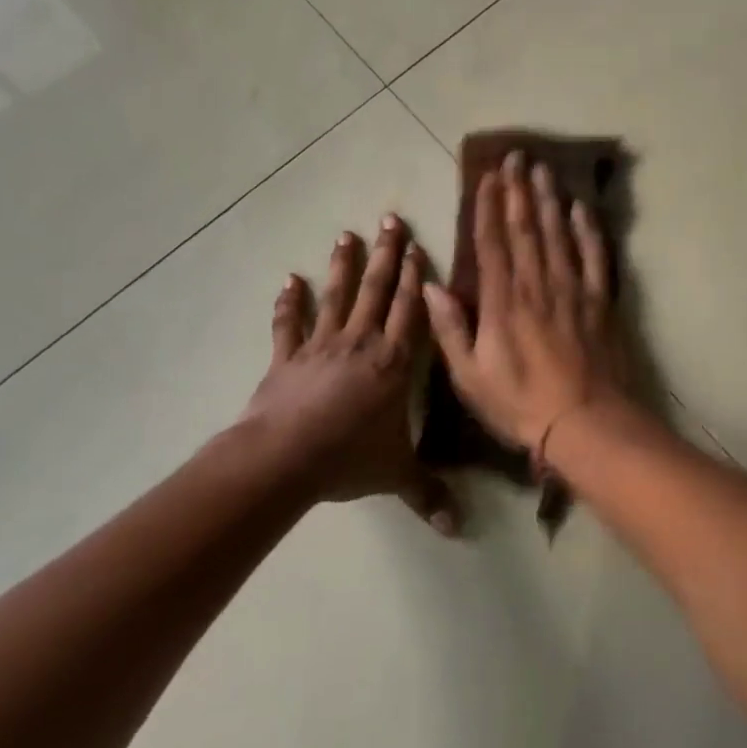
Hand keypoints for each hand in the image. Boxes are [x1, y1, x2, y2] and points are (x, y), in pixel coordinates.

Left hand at [242, 215, 460, 535]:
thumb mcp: (396, 475)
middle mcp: (361, 343)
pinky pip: (288, 326)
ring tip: (346, 235)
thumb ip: (428, 494)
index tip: (419, 247)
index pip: (411, 312)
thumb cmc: (349, 458)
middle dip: (387, 255)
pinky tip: (289, 281)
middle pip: (378, 291)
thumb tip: (459, 528)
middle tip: (390, 219)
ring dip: (343, 267)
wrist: (286, 458)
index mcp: (394, 362)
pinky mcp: (287, 358)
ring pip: (337, 297)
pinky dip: (288, 304)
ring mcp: (321, 347)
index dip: (417, 279)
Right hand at [424, 153, 628, 461]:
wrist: (584, 424)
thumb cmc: (519, 404)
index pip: (492, 241)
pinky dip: (588, 230)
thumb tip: (430, 286)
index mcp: (502, 300)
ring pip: (558, 233)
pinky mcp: (600, 301)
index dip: (487, 206)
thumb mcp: (469, 376)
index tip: (486, 177)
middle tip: (516, 156)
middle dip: (518, 189)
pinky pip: (595, 256)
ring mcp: (572, 289)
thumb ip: (450, 328)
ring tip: (543, 169)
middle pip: (526, 226)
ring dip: (549, 198)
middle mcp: (536, 283)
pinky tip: (581, 209)